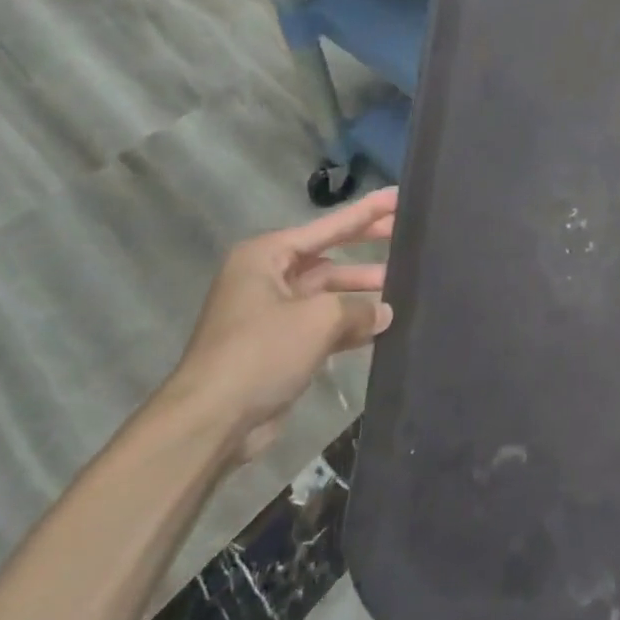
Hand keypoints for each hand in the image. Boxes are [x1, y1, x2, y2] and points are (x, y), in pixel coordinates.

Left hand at [167, 187, 398, 463]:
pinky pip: (323, 325)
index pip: (328, 227)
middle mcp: (267, 278)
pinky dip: (350, 325)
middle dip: (367, 250)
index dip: (367, 212)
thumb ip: (359, 308)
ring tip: (404, 289)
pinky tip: (382, 327)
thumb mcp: (319, 318)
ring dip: (362, 292)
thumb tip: (385, 312)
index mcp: (266, 256)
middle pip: (329, 257)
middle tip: (408, 236)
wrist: (211, 423)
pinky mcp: (279, 348)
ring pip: (328, 293)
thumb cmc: (261, 352)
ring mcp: (272, 314)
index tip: (399, 197)